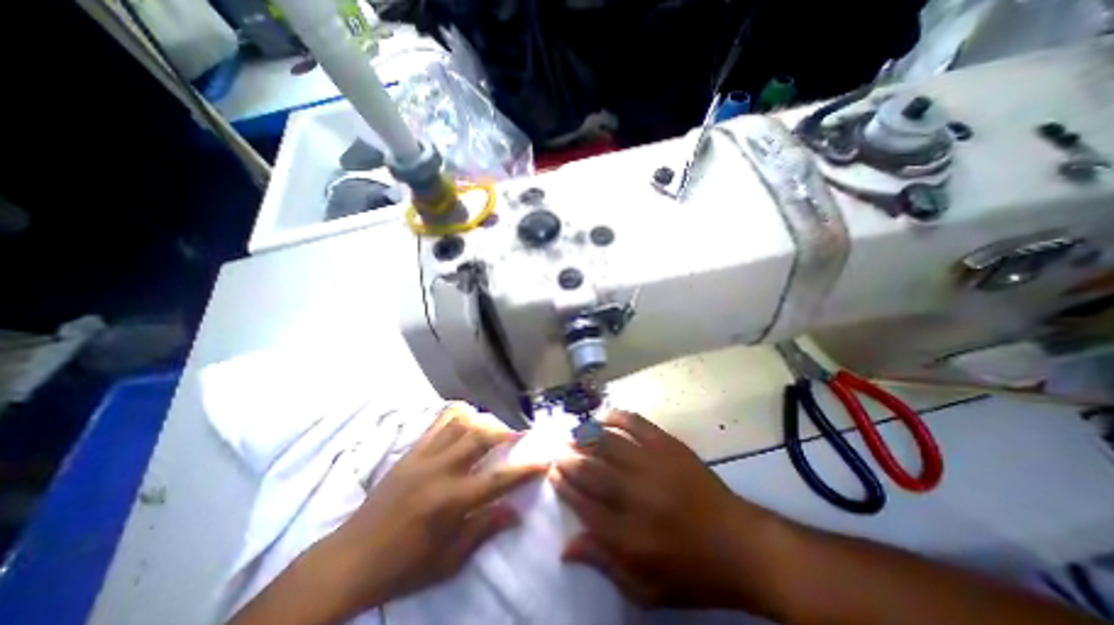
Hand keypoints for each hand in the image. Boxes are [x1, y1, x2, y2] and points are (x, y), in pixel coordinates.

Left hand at [316, 405, 544, 615]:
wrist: (349, 560)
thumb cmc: (402, 566)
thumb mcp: (447, 561)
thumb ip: (483, 530)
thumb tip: (514, 511)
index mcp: (450, 501)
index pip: (499, 480)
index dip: (526, 469)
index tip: (544, 460)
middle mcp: (440, 471)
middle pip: (481, 437)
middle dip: (506, 434)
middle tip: (519, 438)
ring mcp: (423, 456)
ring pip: (461, 422)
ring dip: (483, 422)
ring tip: (493, 430)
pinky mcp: (411, 451)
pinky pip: (438, 422)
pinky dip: (458, 415)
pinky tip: (466, 421)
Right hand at [551, 410, 787, 611]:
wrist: (740, 545)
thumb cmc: (692, 572)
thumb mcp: (646, 588)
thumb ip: (604, 563)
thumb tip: (565, 548)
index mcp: (627, 534)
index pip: (582, 503)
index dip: (563, 485)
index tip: (552, 473)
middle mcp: (634, 494)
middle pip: (590, 470)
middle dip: (568, 458)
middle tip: (558, 452)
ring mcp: (652, 465)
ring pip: (608, 443)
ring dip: (585, 436)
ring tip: (573, 434)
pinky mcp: (668, 446)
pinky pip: (636, 424)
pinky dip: (617, 417)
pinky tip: (604, 416)